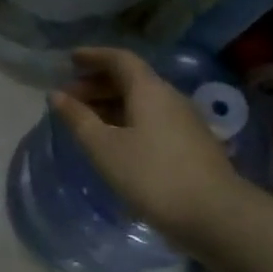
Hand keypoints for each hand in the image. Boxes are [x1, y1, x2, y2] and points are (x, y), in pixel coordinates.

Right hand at [50, 48, 253, 252]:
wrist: (215, 215)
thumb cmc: (151, 175)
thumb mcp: (104, 147)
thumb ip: (78, 119)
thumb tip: (56, 95)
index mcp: (149, 90)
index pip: (120, 59)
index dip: (94, 56)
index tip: (70, 59)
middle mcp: (170, 97)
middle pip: (131, 79)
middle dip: (98, 84)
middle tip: (69, 97)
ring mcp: (185, 122)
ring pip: (142, 102)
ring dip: (112, 104)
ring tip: (86, 121)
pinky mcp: (191, 144)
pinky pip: (152, 120)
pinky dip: (127, 120)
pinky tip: (115, 141)